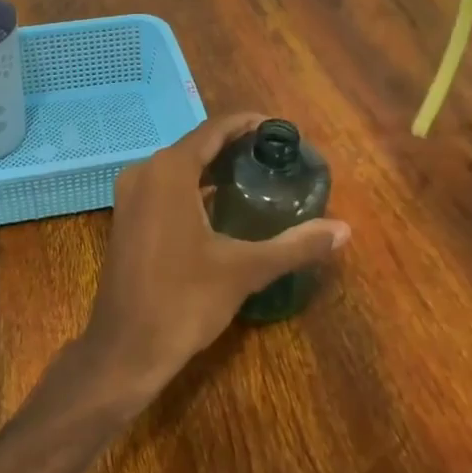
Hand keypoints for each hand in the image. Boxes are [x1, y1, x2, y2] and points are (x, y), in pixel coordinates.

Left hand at [79, 114, 349, 400]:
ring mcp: (130, 195)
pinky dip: (194, 187)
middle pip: (196, 145)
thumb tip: (345, 230)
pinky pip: (165, 187)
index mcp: (169, 171)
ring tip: (256, 177)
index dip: (248, 124)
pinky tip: (222, 205)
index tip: (280, 129)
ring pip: (179, 167)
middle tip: (276, 157)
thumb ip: (295, 245)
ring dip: (214, 167)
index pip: (214, 129)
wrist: (126, 349)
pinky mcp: (126, 218)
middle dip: (234, 146)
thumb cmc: (183, 301)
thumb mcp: (245, 270)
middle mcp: (144, 172)